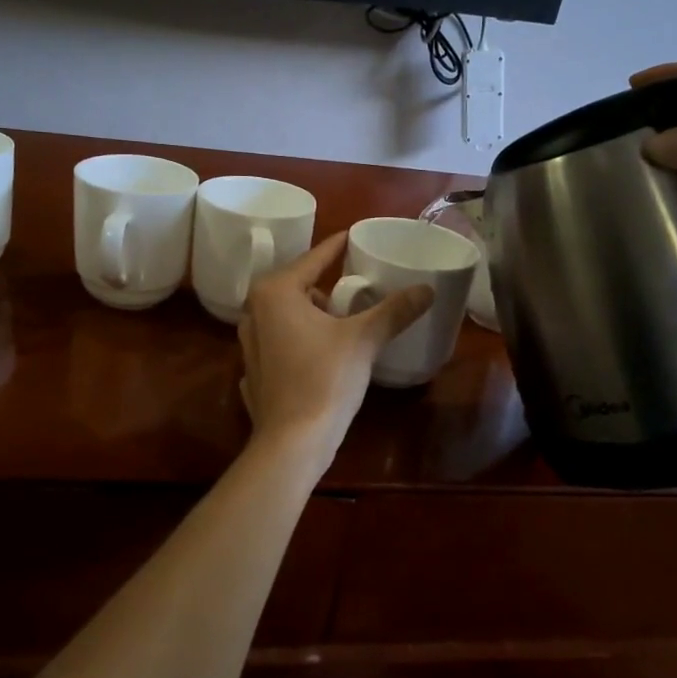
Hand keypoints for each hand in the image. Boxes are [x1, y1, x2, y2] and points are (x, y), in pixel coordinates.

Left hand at [238, 233, 433, 464]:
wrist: (293, 441)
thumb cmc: (325, 379)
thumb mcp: (364, 339)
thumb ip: (394, 310)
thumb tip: (427, 289)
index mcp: (275, 293)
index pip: (312, 259)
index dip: (335, 247)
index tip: (351, 236)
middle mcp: (254, 311)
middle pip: (296, 286)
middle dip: (324, 287)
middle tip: (354, 291)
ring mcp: (249, 343)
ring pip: (286, 316)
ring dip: (311, 315)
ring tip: (342, 324)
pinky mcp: (253, 371)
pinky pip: (280, 343)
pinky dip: (299, 341)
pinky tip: (319, 355)